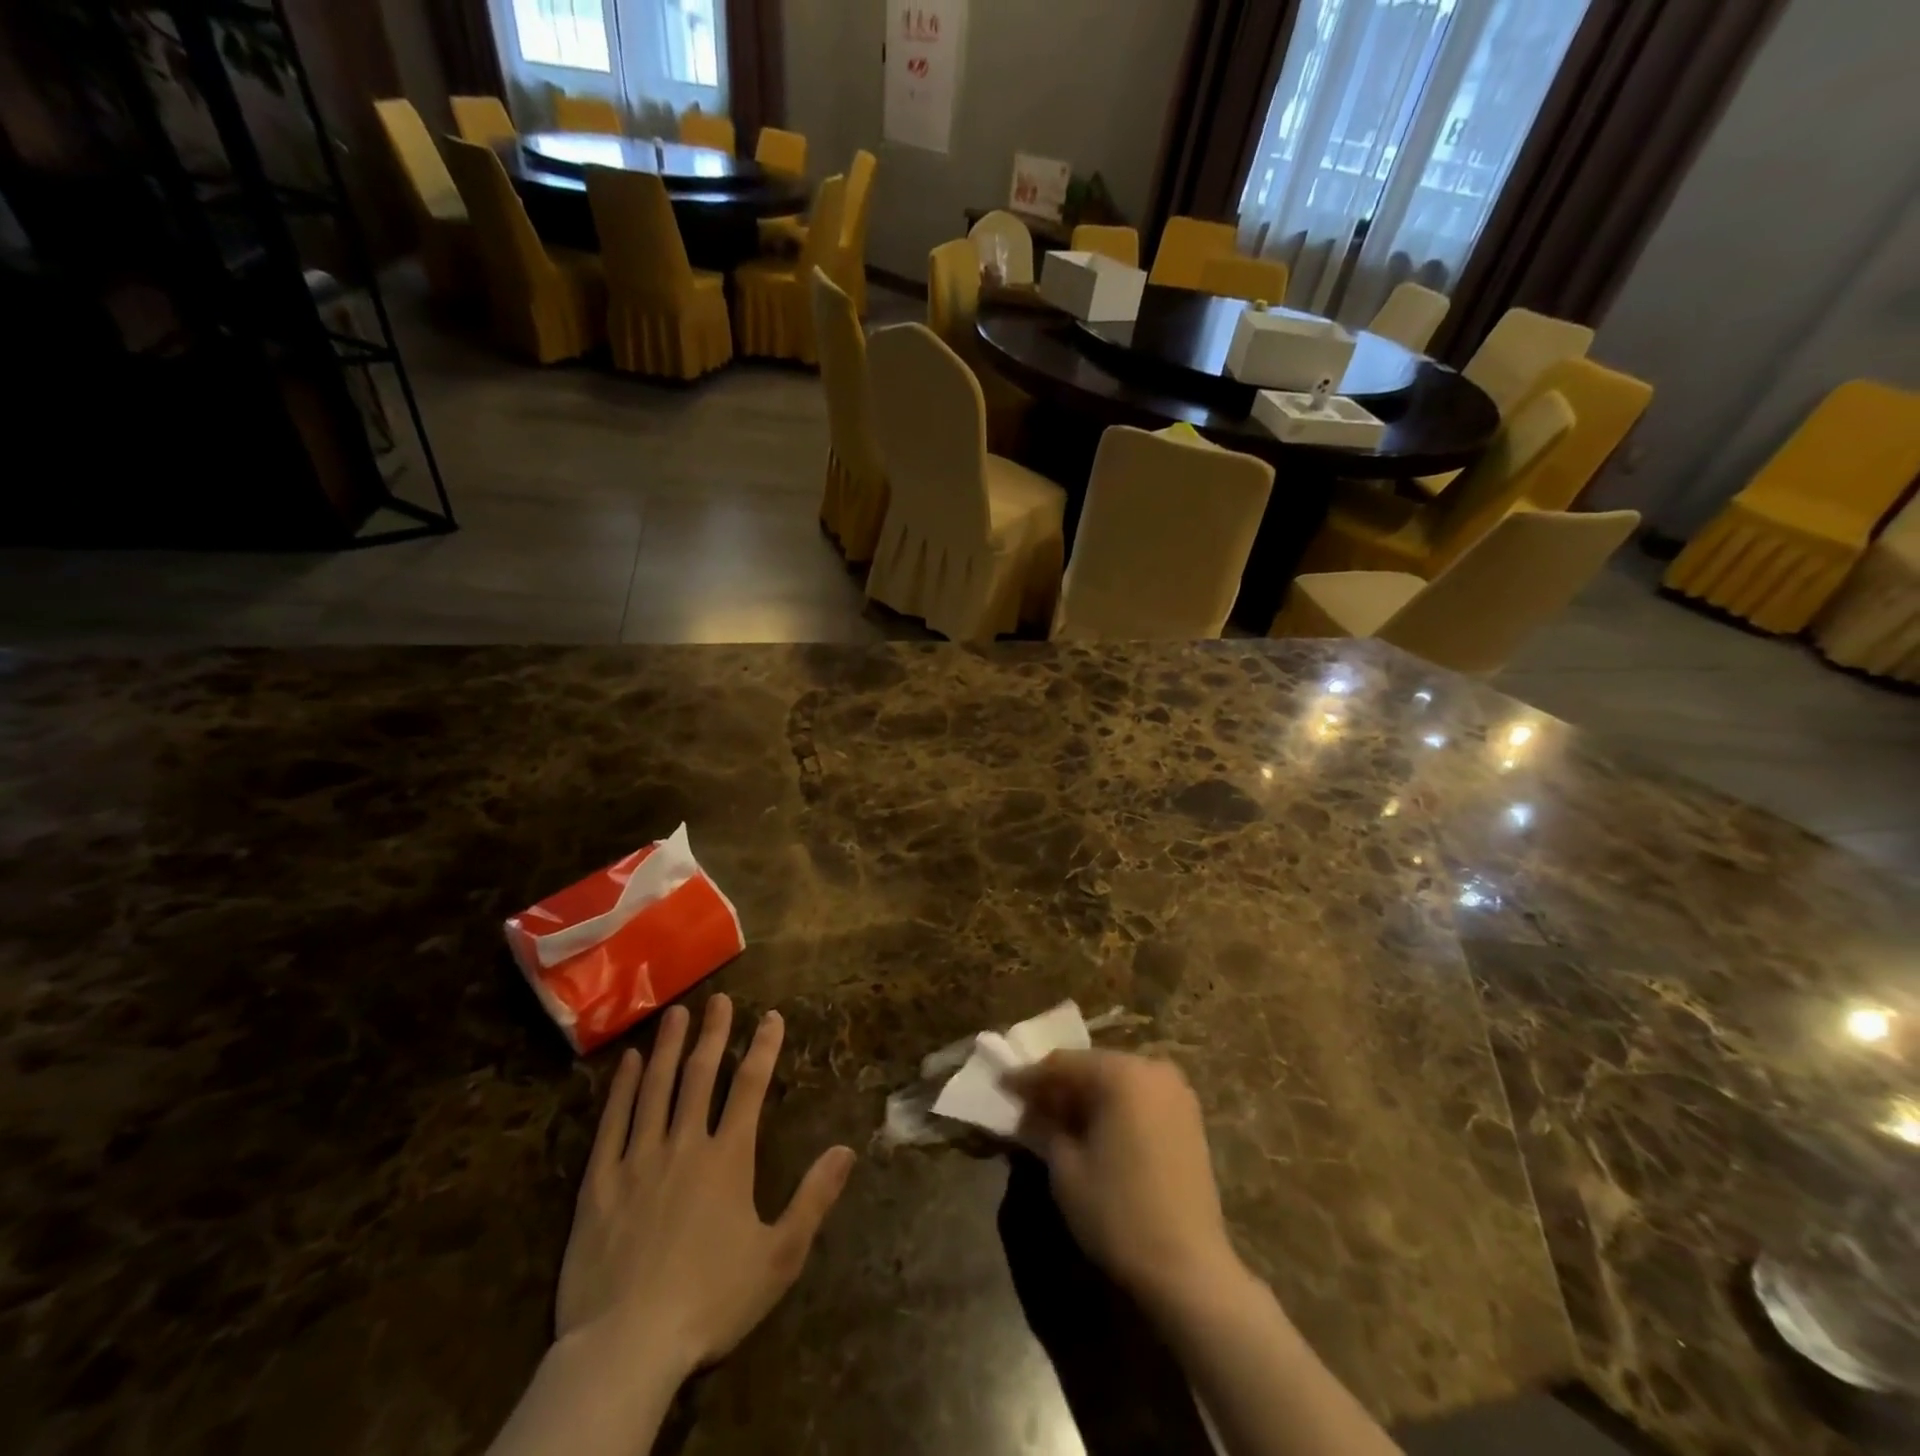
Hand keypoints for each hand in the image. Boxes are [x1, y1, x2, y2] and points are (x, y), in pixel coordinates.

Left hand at [555, 994, 855, 1373]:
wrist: (625, 1349)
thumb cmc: (710, 1301)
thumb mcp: (779, 1257)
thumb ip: (813, 1199)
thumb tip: (847, 1149)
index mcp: (727, 1158)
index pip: (749, 1087)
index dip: (763, 1048)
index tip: (771, 1016)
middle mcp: (684, 1145)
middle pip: (700, 1076)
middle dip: (713, 1034)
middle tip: (719, 999)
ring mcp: (638, 1160)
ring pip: (655, 1088)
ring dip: (667, 1047)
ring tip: (675, 1013)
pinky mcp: (599, 1183)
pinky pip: (612, 1123)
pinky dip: (621, 1089)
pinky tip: (626, 1062)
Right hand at [1004, 1049, 1239, 1306]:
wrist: (1189, 1270)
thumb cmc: (1119, 1213)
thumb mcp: (1066, 1168)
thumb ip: (1043, 1127)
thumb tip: (1028, 1111)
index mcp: (1122, 1073)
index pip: (1063, 1063)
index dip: (1029, 1077)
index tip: (1002, 1086)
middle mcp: (1153, 1069)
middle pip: (1092, 1067)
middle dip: (1059, 1086)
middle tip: (1027, 1104)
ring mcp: (1177, 1093)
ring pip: (1116, 1082)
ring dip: (1085, 1097)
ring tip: (1055, 1119)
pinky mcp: (1188, 1119)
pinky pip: (1139, 1099)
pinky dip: (1113, 1108)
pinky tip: (1093, 1131)